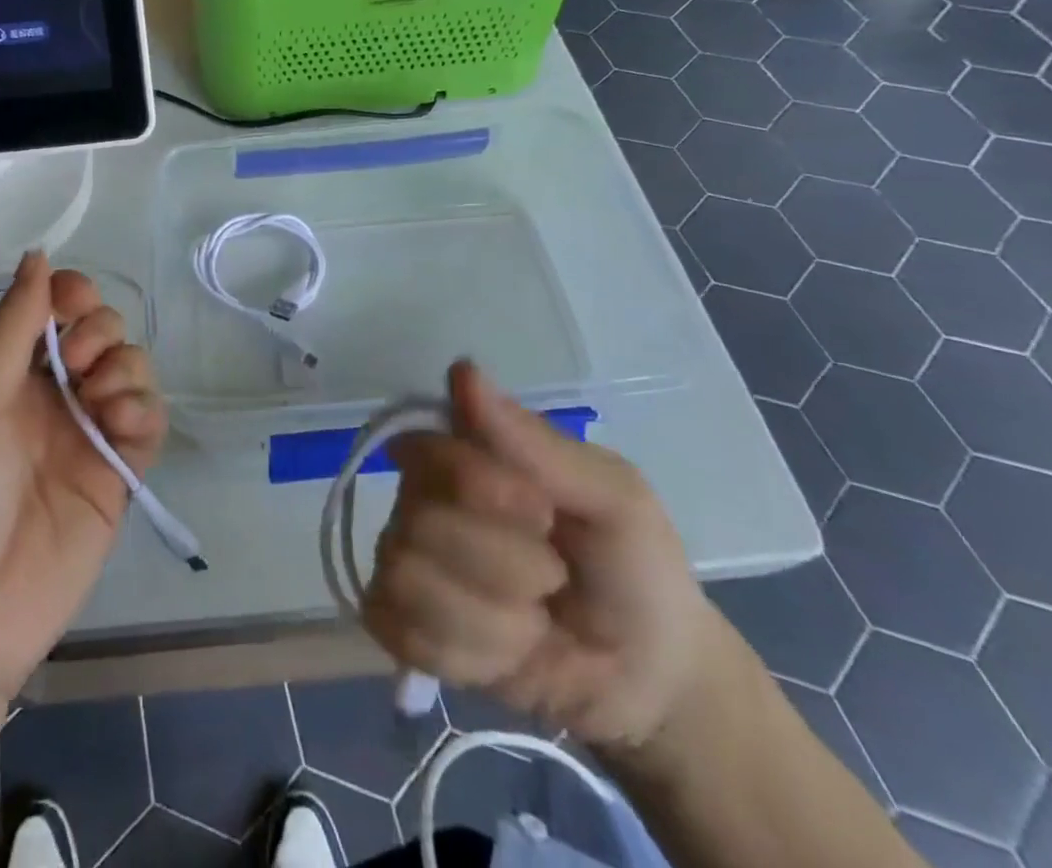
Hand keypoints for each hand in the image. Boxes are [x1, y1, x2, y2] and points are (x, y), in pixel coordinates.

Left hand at [0, 252, 166, 705]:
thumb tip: (38, 254)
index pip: (54, 311)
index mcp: (8, 375)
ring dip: (125, 367)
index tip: (75, 302)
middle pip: (102, 332)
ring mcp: (87, 436)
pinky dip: (143, 409)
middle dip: (100, 331)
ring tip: (100, 399)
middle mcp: (51, 397)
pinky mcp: (118, 477)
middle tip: (80, 364)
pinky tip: (119, 422)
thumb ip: (11, 329)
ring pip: (132, 370)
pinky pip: (149, 421)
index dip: (72, 296)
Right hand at [363, 361, 714, 749]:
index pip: (426, 450)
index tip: (542, 513)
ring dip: (491, 619)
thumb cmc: (633, 565)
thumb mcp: (612, 496)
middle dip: (502, 564)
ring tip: (533, 622)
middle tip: (553, 578)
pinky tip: (504, 652)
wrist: (652, 679)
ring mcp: (407, 564)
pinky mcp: (404, 628)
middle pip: (417, 523)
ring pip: (407, 580)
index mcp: (461, 456)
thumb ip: (536, 442)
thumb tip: (462, 372)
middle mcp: (420, 499)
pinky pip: (399, 633)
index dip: (478, 486)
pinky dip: (465, 654)